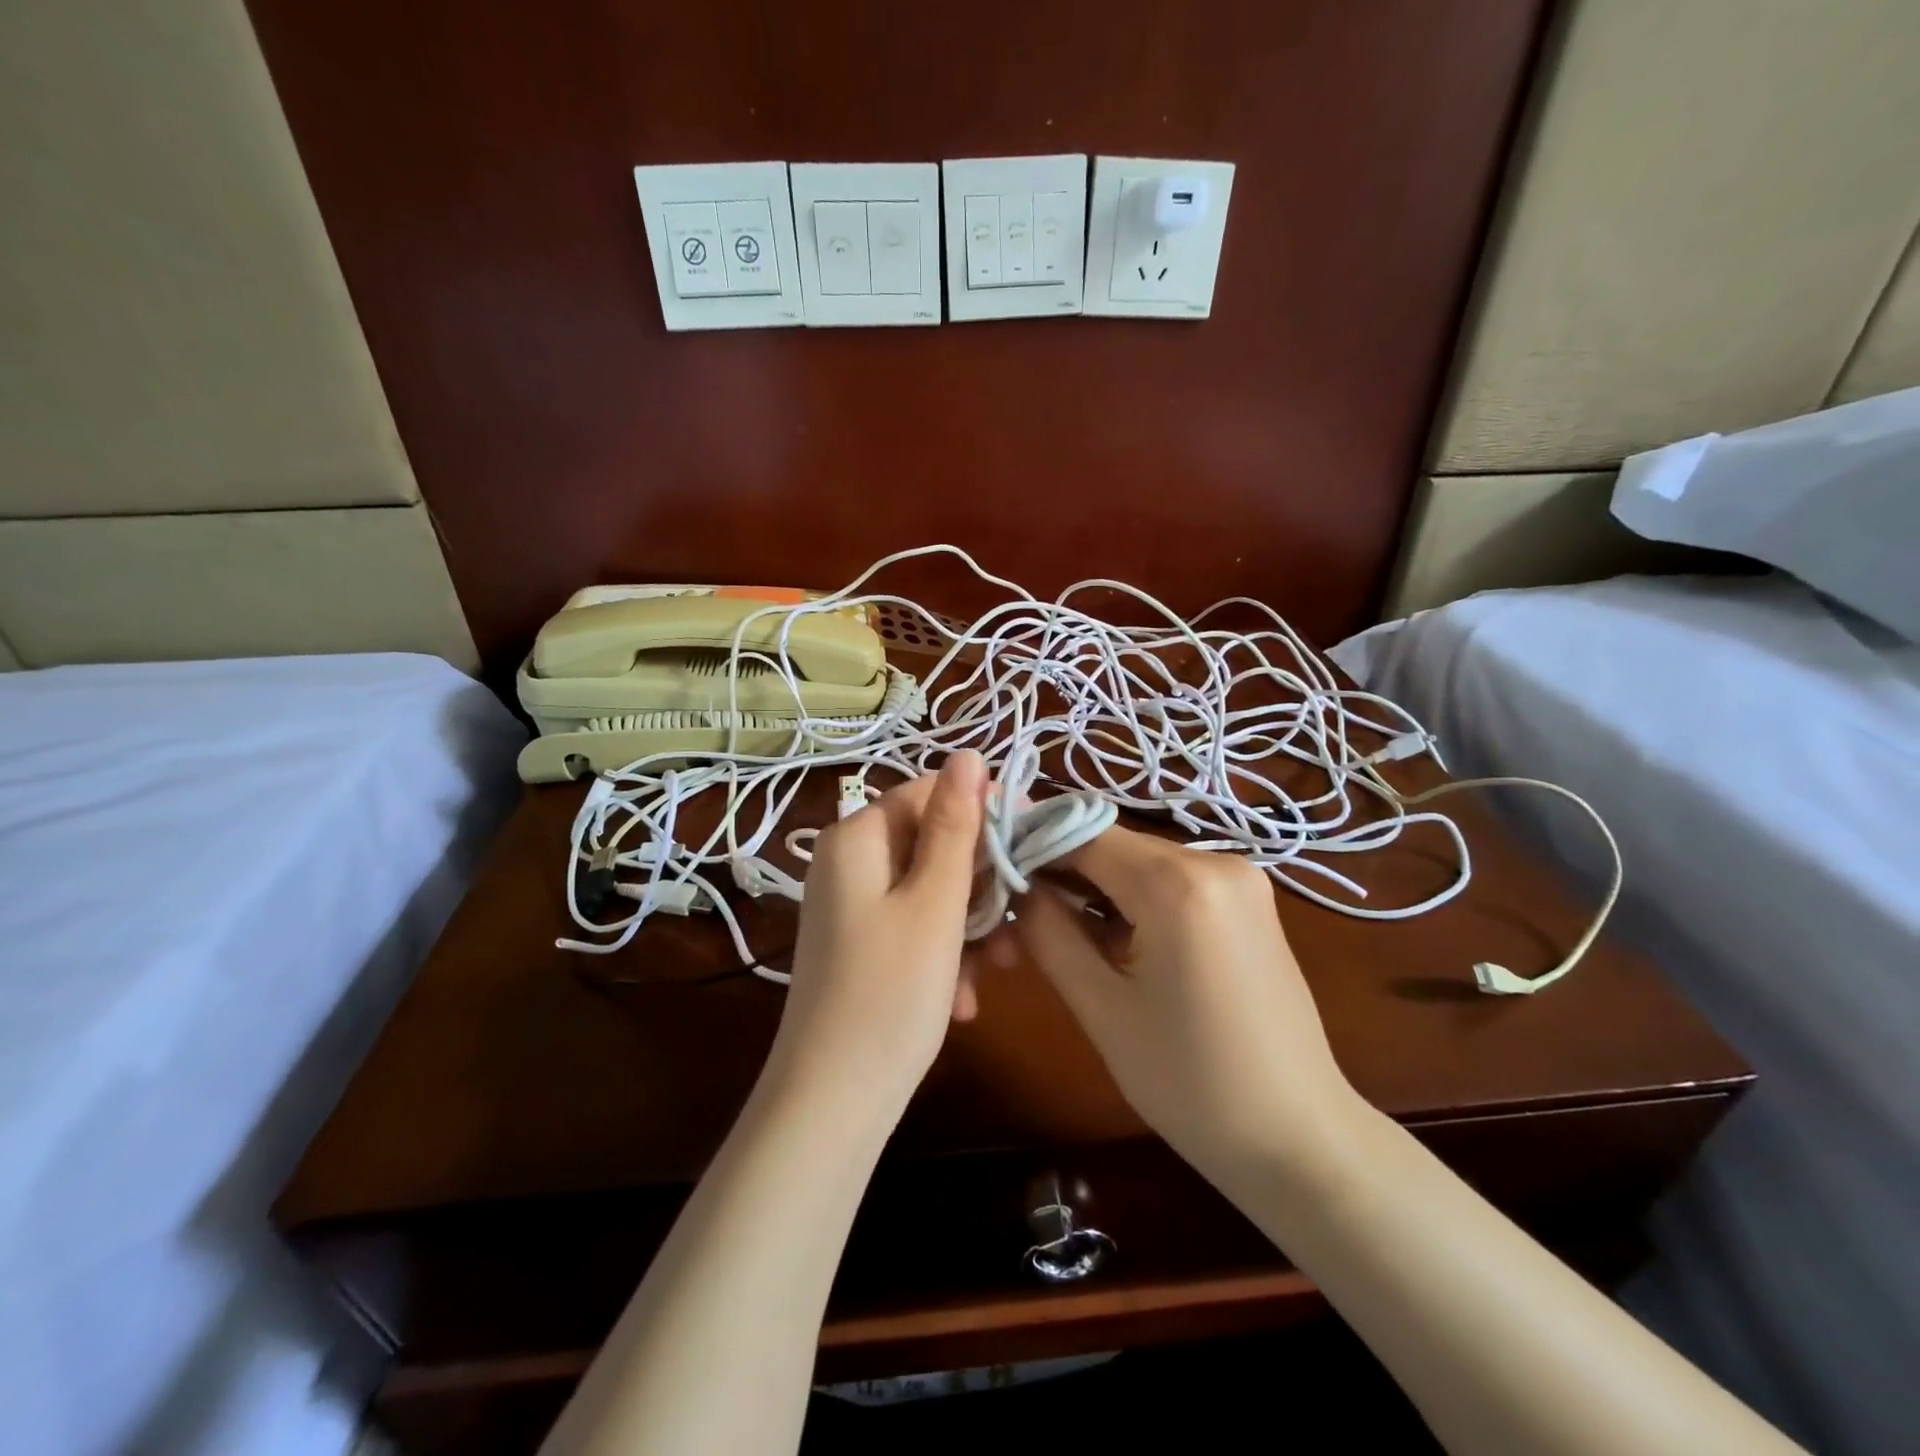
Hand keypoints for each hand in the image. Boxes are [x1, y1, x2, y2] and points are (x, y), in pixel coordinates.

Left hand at [766, 751, 987, 1117]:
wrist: (832, 1104)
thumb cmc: (891, 993)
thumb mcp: (934, 903)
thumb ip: (954, 825)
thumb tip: (967, 755)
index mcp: (856, 840)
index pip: (928, 794)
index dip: (981, 814)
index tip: (1028, 845)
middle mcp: (846, 865)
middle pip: (929, 846)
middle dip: (978, 884)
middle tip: (1017, 924)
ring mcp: (850, 909)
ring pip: (928, 893)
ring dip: (968, 927)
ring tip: (997, 971)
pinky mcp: (858, 948)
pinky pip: (911, 930)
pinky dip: (943, 956)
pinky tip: (963, 1002)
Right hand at [1012, 826, 1364, 1179]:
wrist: (1300, 1139)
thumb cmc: (1191, 1084)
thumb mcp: (1101, 1007)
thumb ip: (1049, 931)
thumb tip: (1016, 885)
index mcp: (1179, 883)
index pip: (1081, 834)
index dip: (1030, 847)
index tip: (991, 876)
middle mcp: (1216, 860)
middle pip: (1111, 845)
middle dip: (1061, 873)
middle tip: (1019, 920)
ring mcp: (1240, 877)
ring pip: (1139, 862)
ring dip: (1095, 888)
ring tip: (1061, 936)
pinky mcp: (1249, 899)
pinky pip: (1171, 880)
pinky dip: (1134, 900)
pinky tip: (1115, 942)